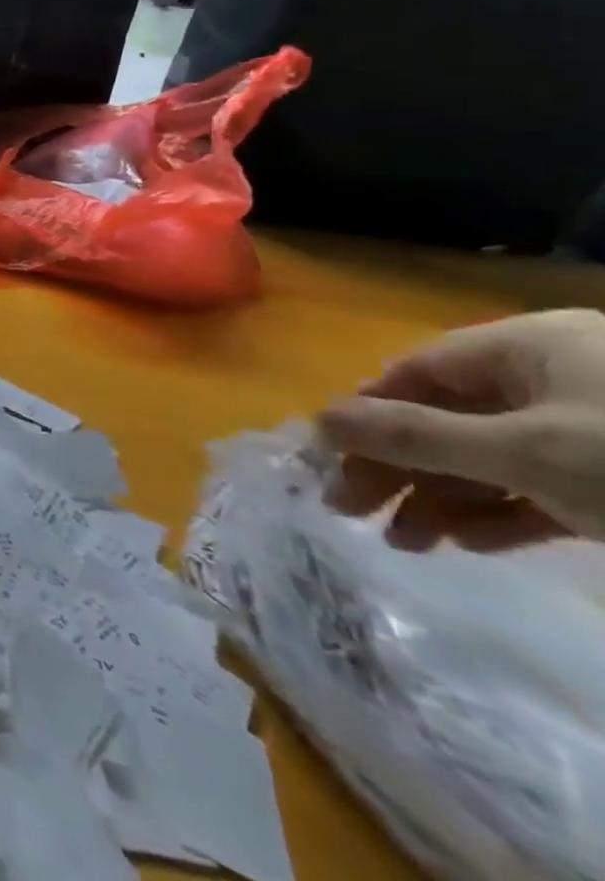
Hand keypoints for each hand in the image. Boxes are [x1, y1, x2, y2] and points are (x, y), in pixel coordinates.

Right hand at [319, 310, 604, 549]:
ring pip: (490, 458)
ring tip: (405, 544)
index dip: (363, 412)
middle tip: (350, 510)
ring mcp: (597, 430)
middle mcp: (555, 378)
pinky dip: (500, 515)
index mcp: (526, 347)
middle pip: (447, 418)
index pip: (412, 372)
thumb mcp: (523, 452)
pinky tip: (467, 544)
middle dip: (397, 467)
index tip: (328, 459)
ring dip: (440, 499)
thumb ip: (411, 435)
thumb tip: (316, 421)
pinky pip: (542, 489)